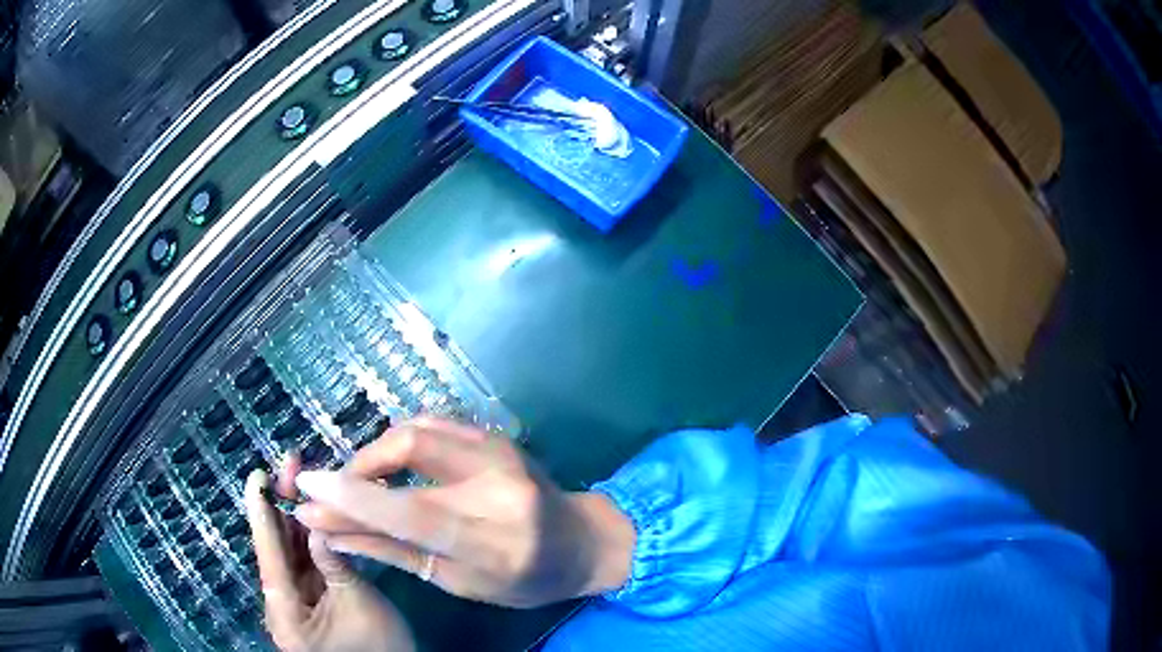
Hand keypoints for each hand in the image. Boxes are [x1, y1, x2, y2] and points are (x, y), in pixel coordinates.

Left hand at [245, 458, 415, 651]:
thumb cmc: (378, 648)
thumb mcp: (360, 603)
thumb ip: (335, 561)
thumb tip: (319, 519)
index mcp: (285, 612)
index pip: (268, 554)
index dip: (261, 513)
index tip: (257, 475)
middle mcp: (281, 604)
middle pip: (275, 549)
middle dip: (280, 507)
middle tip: (289, 466)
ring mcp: (295, 603)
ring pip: (289, 554)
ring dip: (295, 520)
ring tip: (300, 481)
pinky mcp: (309, 601)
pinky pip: (304, 565)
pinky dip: (308, 541)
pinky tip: (314, 515)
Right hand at [292, 417, 634, 608]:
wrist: (583, 541)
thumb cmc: (526, 578)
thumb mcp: (460, 581)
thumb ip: (392, 551)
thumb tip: (330, 529)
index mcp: (494, 539)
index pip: (410, 512)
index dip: (353, 498)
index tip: (306, 488)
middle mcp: (499, 485)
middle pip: (409, 451)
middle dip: (359, 468)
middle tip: (336, 488)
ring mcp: (502, 450)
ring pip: (417, 429)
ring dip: (376, 452)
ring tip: (361, 481)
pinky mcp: (498, 435)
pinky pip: (434, 423)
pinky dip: (401, 439)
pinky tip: (391, 463)